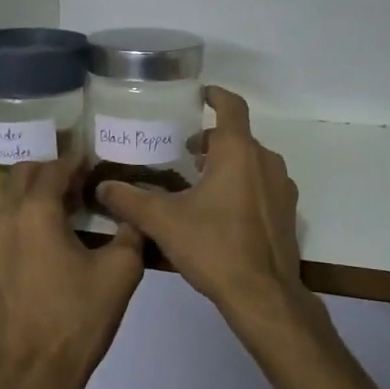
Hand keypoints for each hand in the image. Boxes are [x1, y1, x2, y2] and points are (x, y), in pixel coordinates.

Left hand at [0, 151, 145, 388]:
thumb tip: (132, 211)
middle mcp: (2, 215)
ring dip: (33, 194)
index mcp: (35, 211)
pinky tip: (40, 238)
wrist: (33, 371)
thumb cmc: (78, 318)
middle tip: (81, 186)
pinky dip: (18, 216)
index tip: (96, 165)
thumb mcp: (121, 272)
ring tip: (62, 213)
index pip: (56, 168)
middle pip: (26, 173)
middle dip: (53, 172)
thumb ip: (131, 230)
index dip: (78, 162)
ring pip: (8, 196)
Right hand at [96, 89, 316, 344]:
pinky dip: (243, 184)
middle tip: (184, 152)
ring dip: (227, 163)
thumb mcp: (163, 222)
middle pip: (239, 136)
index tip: (200, 94)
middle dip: (212, 139)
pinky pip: (263, 184)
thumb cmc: (213, 247)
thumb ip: (130, 200)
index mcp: (237, 152)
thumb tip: (102, 186)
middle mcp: (265, 161)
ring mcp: (281, 187)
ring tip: (199, 181)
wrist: (263, 294)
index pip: (232, 107)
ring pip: (252, 161)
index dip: (216, 95)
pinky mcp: (287, 212)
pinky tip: (222, 210)